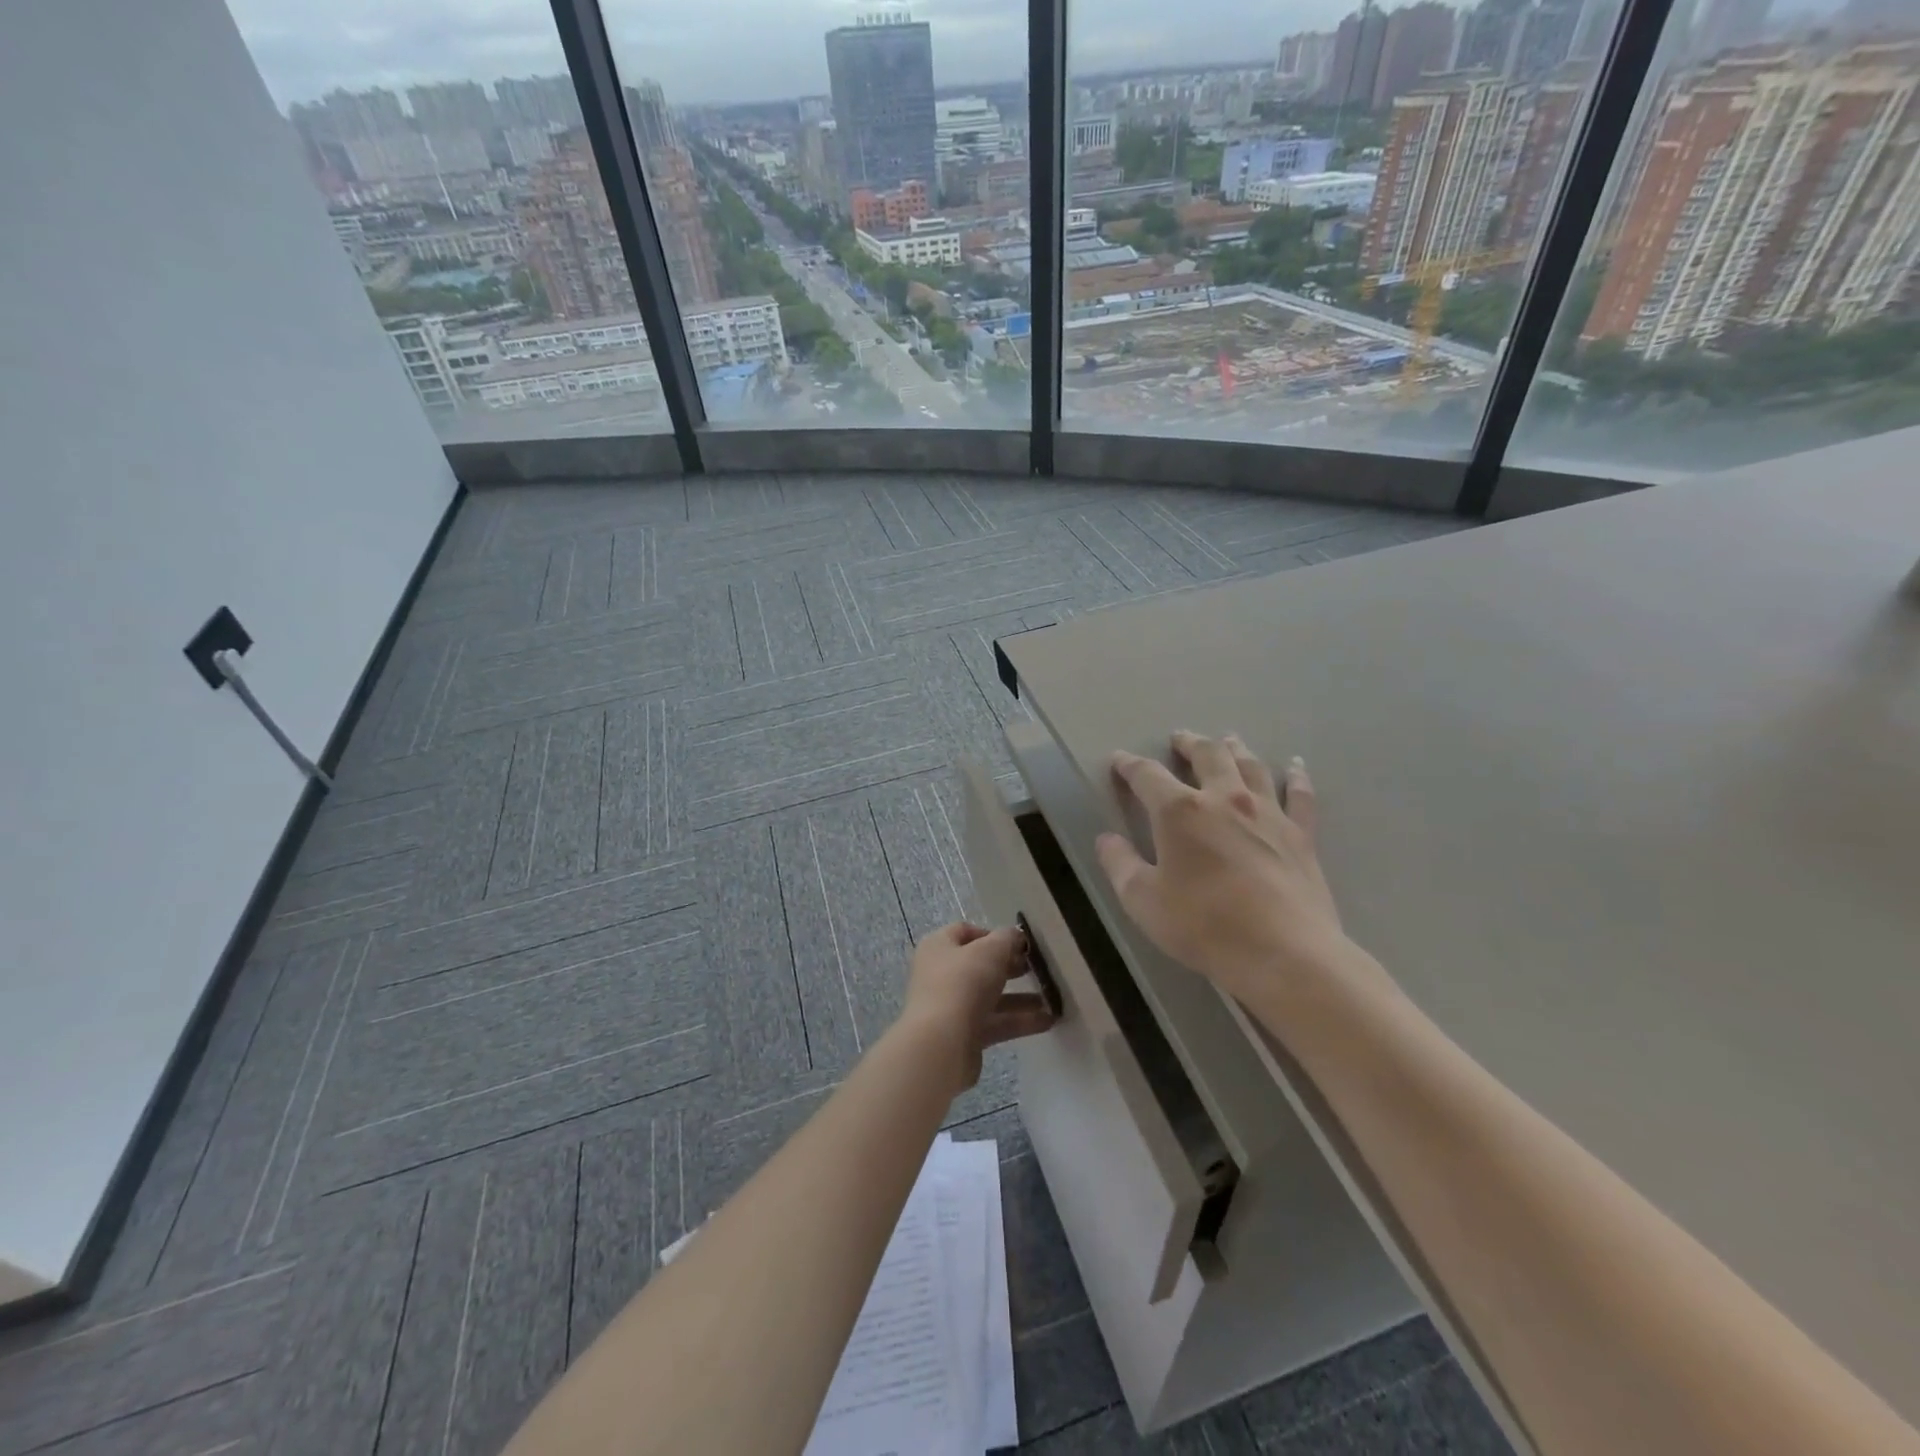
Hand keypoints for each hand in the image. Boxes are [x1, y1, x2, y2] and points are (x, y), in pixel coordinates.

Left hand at [899, 922, 1055, 1093]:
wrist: (940, 1045)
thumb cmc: (962, 984)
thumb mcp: (991, 950)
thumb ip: (1008, 939)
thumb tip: (1016, 937)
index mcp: (939, 947)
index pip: (965, 932)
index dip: (993, 935)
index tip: (1020, 945)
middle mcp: (940, 974)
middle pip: (979, 965)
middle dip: (1010, 967)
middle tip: (1037, 969)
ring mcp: (950, 1006)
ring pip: (990, 997)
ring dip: (1021, 998)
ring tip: (1052, 998)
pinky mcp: (963, 1035)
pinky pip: (994, 1023)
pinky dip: (1019, 1021)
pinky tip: (1048, 1021)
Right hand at [1095, 732, 1350, 1002]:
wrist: (1284, 953)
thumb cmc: (1204, 926)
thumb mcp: (1143, 901)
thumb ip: (1119, 865)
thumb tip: (1106, 839)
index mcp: (1179, 811)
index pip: (1147, 775)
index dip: (1129, 765)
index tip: (1119, 760)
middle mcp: (1224, 799)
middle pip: (1207, 755)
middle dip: (1189, 743)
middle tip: (1179, 738)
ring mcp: (1267, 813)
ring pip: (1250, 765)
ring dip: (1234, 749)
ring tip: (1227, 739)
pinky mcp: (1300, 834)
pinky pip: (1299, 794)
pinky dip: (1295, 775)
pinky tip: (1295, 765)